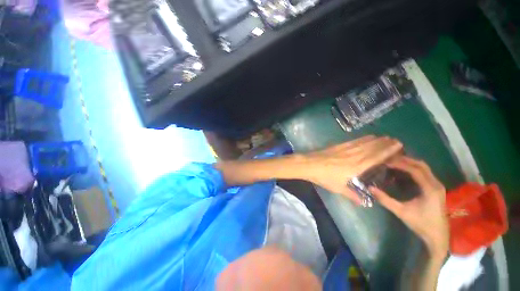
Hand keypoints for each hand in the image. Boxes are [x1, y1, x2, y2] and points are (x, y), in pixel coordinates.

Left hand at [303, 136, 402, 203]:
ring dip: (376, 140)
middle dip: (385, 143)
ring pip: (364, 143)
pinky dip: (362, 138)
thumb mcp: (338, 189)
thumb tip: (364, 204)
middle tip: (396, 140)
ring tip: (385, 137)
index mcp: (357, 166)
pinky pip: (353, 141)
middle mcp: (354, 155)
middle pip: (372, 148)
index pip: (376, 157)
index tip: (398, 145)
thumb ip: (352, 195)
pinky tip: (366, 137)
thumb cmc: (324, 177)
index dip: (388, 151)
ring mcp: (346, 149)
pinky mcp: (338, 146)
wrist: (309, 164)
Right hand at [370, 156, 448, 257]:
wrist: (438, 236)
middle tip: (389, 159)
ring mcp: (437, 186)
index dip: (400, 164)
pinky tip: (404, 171)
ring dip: (410, 163)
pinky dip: (414, 169)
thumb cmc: (421, 224)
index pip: (415, 170)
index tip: (386, 162)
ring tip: (395, 163)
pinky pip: (425, 173)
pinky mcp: (436, 188)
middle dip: (405, 160)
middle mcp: (436, 184)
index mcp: (430, 189)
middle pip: (421, 165)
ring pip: (424, 168)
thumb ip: (385, 199)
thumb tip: (370, 188)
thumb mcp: (401, 212)